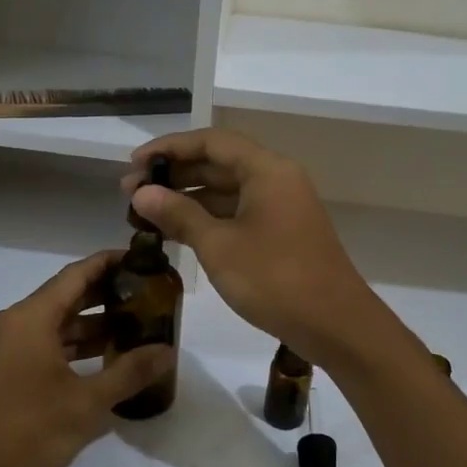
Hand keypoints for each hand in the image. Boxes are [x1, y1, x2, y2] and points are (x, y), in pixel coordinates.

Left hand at [0, 252, 174, 466]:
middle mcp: (15, 324)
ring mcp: (6, 351)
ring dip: (94, 327)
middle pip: (67, 297)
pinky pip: (45, 348)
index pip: (77, 274)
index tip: (143, 261)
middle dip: (108, 296)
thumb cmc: (22, 435)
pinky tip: (105, 365)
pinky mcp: (3, 375)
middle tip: (150, 298)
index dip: (110, 263)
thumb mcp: (84, 406)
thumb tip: (167, 351)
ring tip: (137, 330)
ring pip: (57, 326)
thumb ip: (128, 374)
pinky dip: (75, 350)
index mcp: (30, 319)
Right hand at [123, 129, 388, 365]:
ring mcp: (281, 207)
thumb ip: (179, 214)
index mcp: (267, 170)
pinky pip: (238, 212)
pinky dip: (208, 218)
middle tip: (131, 191)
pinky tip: (177, 232)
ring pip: (228, 190)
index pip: (211, 142)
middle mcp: (276, 179)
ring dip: (188, 197)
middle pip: (219, 163)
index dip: (169, 148)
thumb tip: (141, 193)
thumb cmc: (275, 279)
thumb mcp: (219, 246)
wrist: (336, 325)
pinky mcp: (282, 232)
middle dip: (175, 174)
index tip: (133, 164)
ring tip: (146, 211)